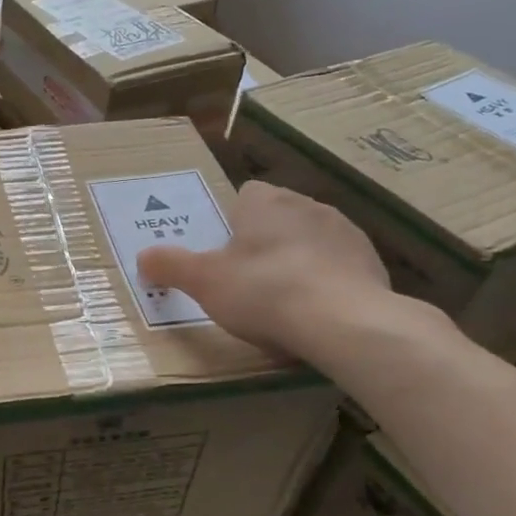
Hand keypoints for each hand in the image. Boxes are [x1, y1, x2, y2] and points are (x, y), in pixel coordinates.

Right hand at [137, 183, 396, 361]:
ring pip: (311, 239)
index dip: (231, 220)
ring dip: (298, 259)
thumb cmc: (264, 290)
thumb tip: (143, 256)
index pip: (245, 194)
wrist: (344, 321)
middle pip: (278, 216)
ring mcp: (345, 232)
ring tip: (283, 300)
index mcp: (265, 202)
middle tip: (246, 279)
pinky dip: (327, 282)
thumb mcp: (203, 281)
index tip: (223, 250)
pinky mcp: (372, 262)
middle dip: (264, 240)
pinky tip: (316, 313)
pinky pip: (339, 266)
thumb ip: (170, 265)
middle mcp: (307, 205)